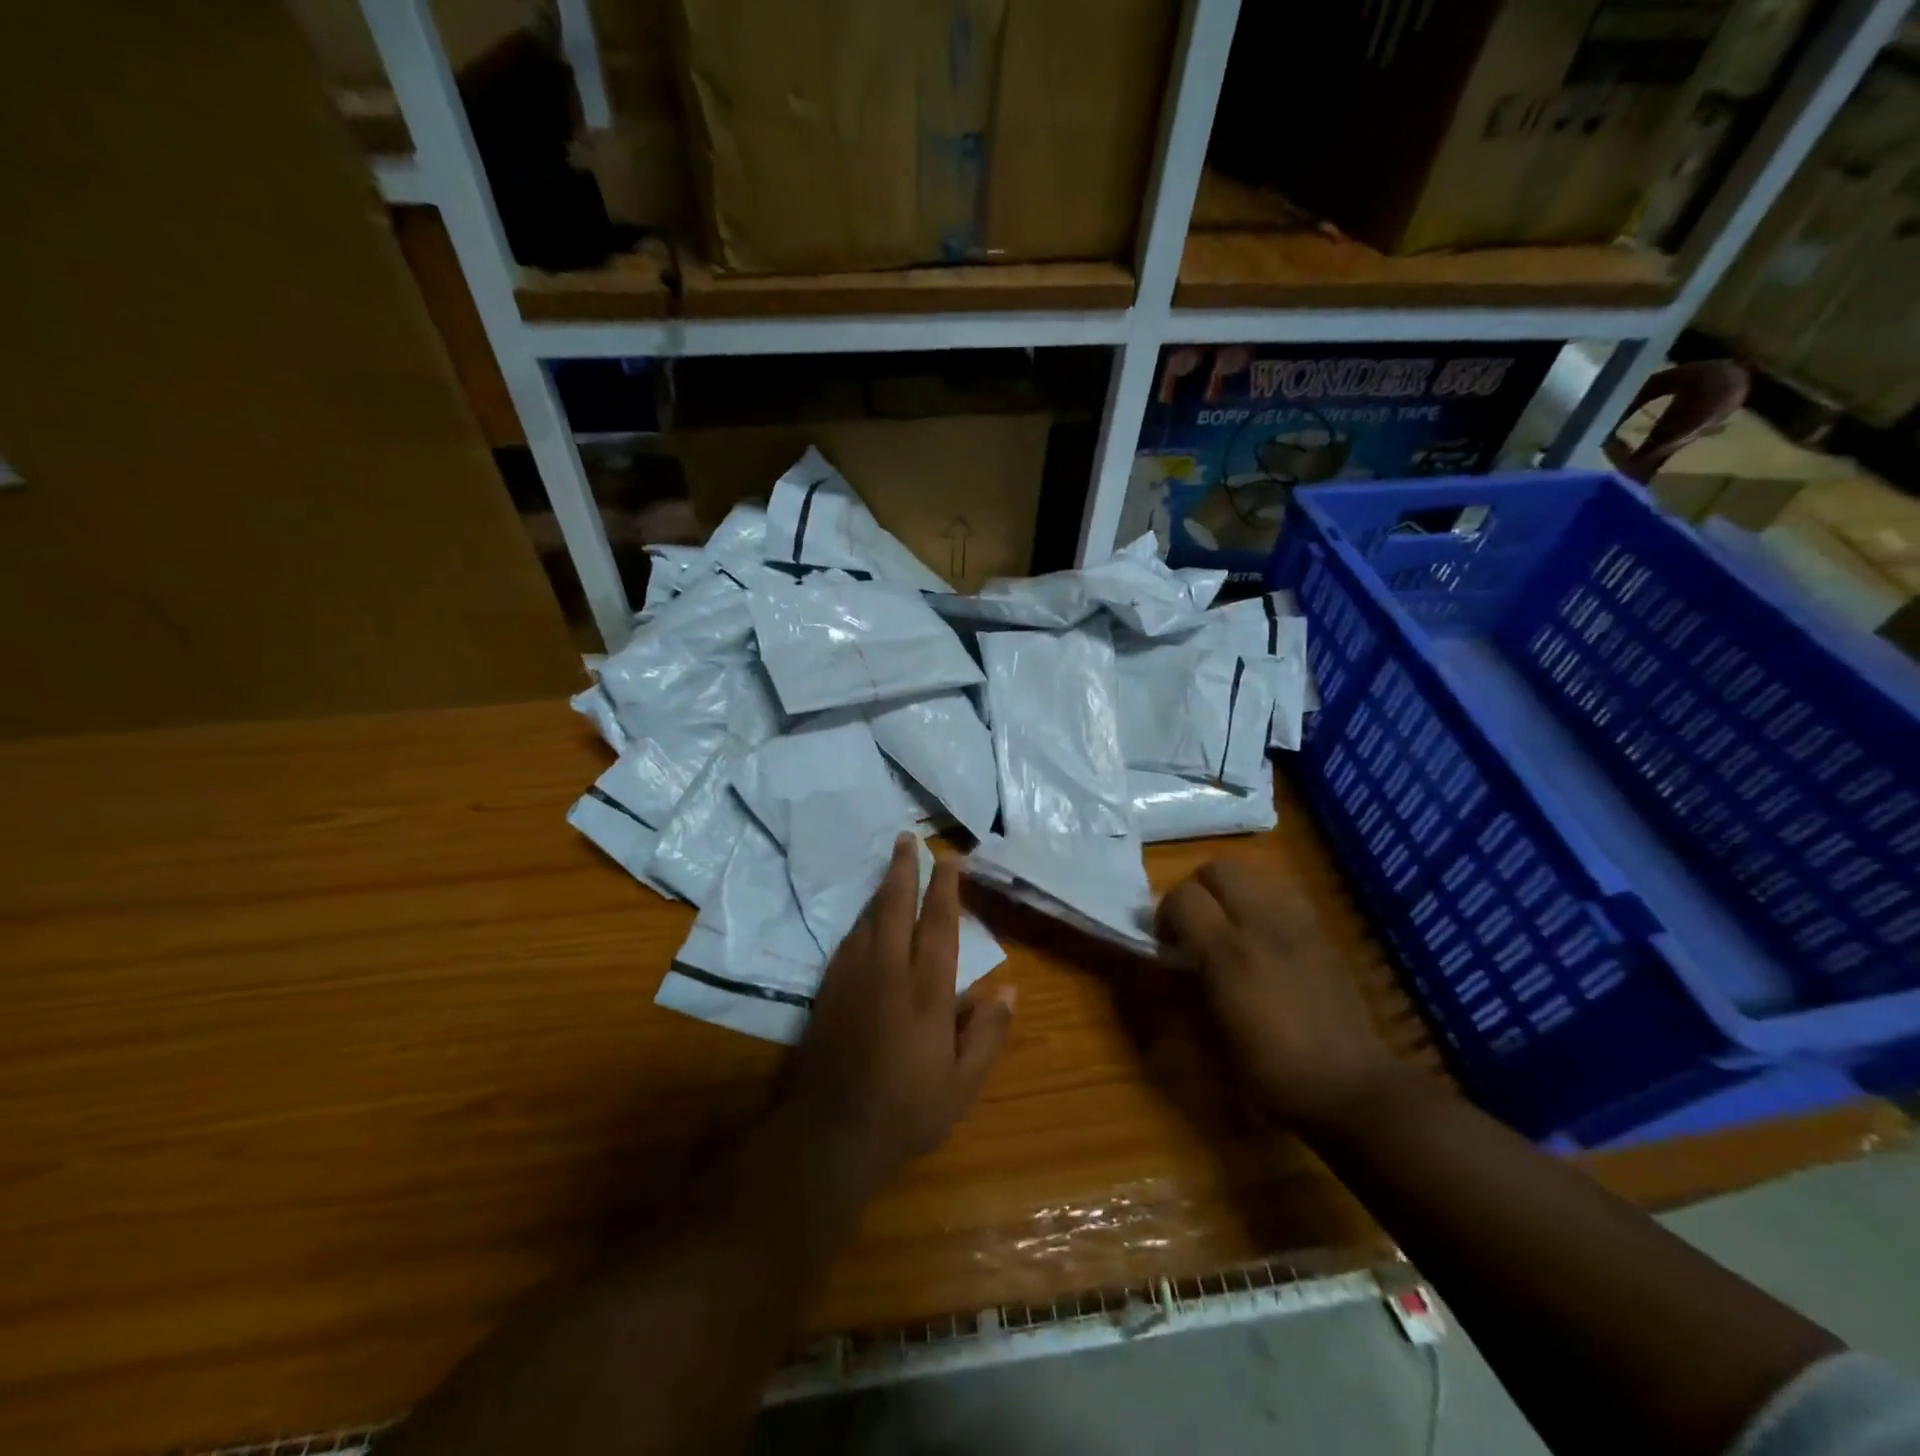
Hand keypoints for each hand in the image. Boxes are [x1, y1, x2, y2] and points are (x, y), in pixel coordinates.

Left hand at [786, 835, 1015, 1198]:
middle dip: (903, 869)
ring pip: (868, 918)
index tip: (949, 860)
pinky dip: (862, 919)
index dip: (945, 888)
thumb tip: (1009, 989)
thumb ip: (987, 1034)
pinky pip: (848, 940)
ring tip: (891, 864)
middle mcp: (888, 972)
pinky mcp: (829, 990)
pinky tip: (866, 916)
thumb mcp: (962, 1085)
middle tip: (906, 837)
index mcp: (926, 991)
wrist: (831, 1133)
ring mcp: (853, 978)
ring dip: (882, 888)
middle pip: (896, 907)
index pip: (938, 925)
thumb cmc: (906, 1111)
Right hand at [1155, 859, 1399, 1130]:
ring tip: (1232, 931)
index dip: (1167, 914)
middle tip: (1197, 927)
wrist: (1352, 1088)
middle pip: (1219, 868)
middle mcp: (1262, 924)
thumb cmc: (1272, 1071)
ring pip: (1254, 876)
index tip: (1169, 943)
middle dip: (1199, 890)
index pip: (1183, 896)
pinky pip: (1283, 898)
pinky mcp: (1322, 934)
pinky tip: (1267, 943)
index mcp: (1228, 951)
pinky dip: (1264, 907)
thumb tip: (1170, 957)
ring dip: (1233, 894)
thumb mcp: (1213, 1035)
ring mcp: (1298, 924)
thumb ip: (1186, 984)